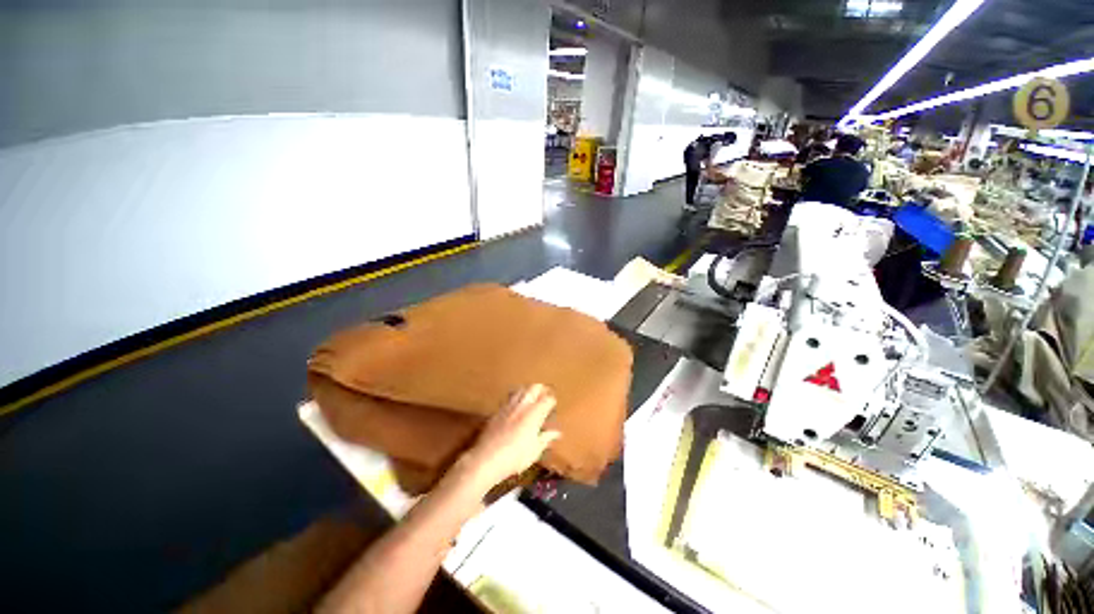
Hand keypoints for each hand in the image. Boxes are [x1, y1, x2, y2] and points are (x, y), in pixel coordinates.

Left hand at [457, 384, 560, 493]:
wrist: (487, 459)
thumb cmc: (515, 457)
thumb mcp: (535, 451)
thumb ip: (546, 438)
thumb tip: (556, 433)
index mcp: (534, 414)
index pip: (547, 399)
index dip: (552, 401)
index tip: (553, 406)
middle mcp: (522, 405)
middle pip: (534, 388)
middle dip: (541, 389)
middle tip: (544, 394)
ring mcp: (509, 406)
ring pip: (520, 389)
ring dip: (527, 391)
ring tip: (530, 397)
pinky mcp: (498, 410)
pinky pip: (509, 398)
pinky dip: (515, 398)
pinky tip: (515, 406)